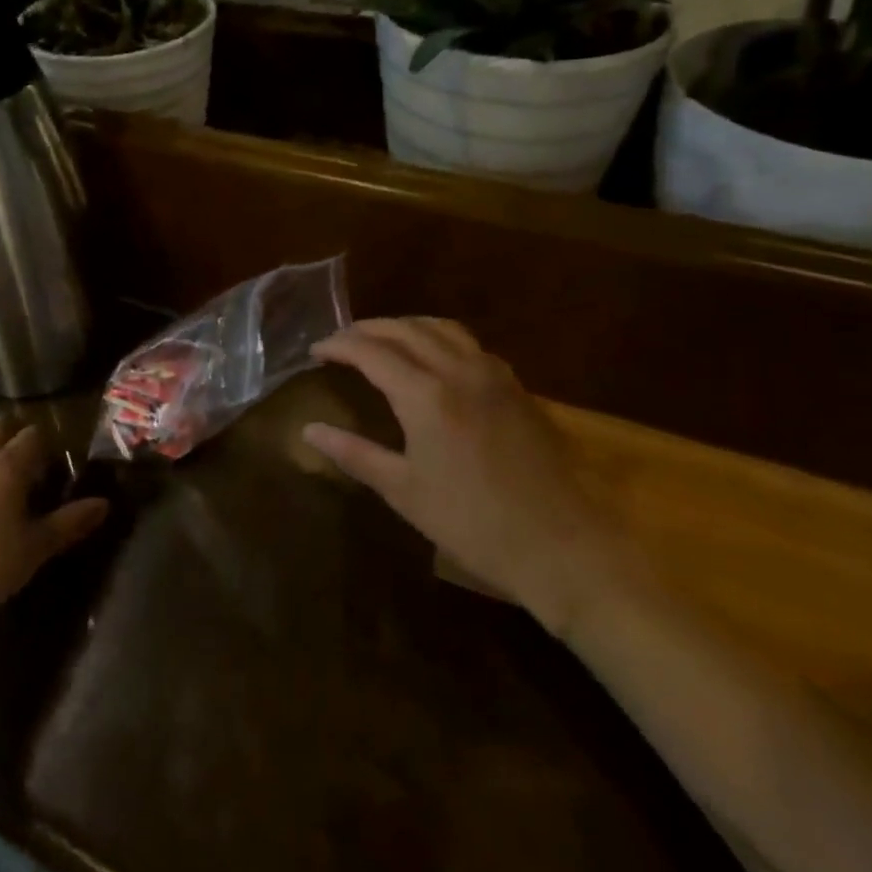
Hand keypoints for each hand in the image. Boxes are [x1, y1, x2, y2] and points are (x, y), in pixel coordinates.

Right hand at [303, 318, 625, 633]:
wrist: (561, 545)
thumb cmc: (473, 523)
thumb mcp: (404, 491)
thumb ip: (354, 453)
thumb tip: (309, 431)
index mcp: (425, 395)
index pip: (370, 351)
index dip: (338, 345)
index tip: (315, 351)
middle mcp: (458, 370)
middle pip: (404, 329)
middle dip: (367, 329)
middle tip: (341, 342)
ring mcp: (492, 374)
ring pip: (440, 328)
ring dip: (404, 326)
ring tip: (381, 340)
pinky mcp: (515, 386)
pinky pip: (468, 343)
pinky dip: (438, 337)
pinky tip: (432, 358)